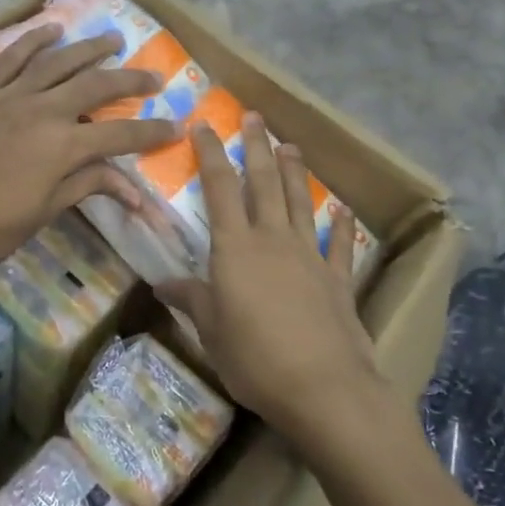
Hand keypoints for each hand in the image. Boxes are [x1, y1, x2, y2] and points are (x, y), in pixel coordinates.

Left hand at [0, 25, 179, 273]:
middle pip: (95, 86)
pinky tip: (50, 30)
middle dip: (129, 80)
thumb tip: (133, 191)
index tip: (177, 125)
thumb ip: (86, 187)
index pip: (120, 135)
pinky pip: (8, 59)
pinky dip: (31, 41)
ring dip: (87, 49)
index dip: (152, 132)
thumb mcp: (44, 212)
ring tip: (112, 40)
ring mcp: (8, 97)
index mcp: (62, 147)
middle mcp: (41, 111)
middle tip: (153, 75)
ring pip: (55, 62)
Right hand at [157, 114, 380, 446]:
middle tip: (255, 117)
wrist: (324, 388)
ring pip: (299, 202)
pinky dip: (341, 225)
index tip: (204, 126)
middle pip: (263, 183)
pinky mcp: (338, 279)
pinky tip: (343, 210)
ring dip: (294, 171)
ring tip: (291, 145)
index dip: (210, 155)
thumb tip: (161, 283)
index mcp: (235, 248)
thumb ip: (191, 300)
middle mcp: (272, 239)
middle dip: (257, 147)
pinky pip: (339, 244)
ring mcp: (309, 256)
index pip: (218, 189)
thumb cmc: (254, 358)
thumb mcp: (211, 331)